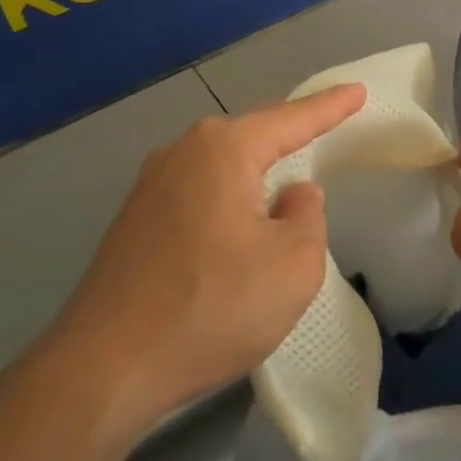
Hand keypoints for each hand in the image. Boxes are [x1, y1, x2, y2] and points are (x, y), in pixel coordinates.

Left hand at [54, 84, 365, 424]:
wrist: (103, 369)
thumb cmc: (211, 307)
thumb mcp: (293, 264)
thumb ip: (308, 215)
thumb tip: (292, 195)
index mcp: (223, 151)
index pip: (291, 119)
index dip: (330, 106)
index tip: (358, 91)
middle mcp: (182, 153)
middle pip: (252, 134)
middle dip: (290, 131)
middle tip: (327, 125)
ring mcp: (150, 187)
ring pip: (222, 165)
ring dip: (257, 169)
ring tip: (286, 175)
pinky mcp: (135, 222)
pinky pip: (199, 191)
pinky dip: (229, 197)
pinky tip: (239, 221)